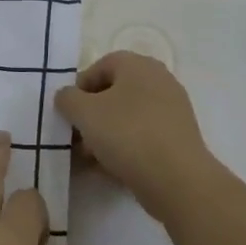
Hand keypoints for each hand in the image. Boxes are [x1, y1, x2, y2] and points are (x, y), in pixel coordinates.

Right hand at [53, 51, 214, 221]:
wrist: (176, 179)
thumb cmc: (127, 134)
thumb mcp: (84, 112)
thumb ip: (67, 98)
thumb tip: (67, 96)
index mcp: (139, 65)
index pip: (101, 65)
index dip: (80, 87)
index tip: (69, 112)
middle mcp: (159, 80)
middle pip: (114, 92)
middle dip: (91, 114)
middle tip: (77, 136)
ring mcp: (172, 110)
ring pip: (128, 116)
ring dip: (105, 133)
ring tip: (90, 157)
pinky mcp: (178, 137)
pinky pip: (143, 135)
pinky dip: (125, 146)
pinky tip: (110, 167)